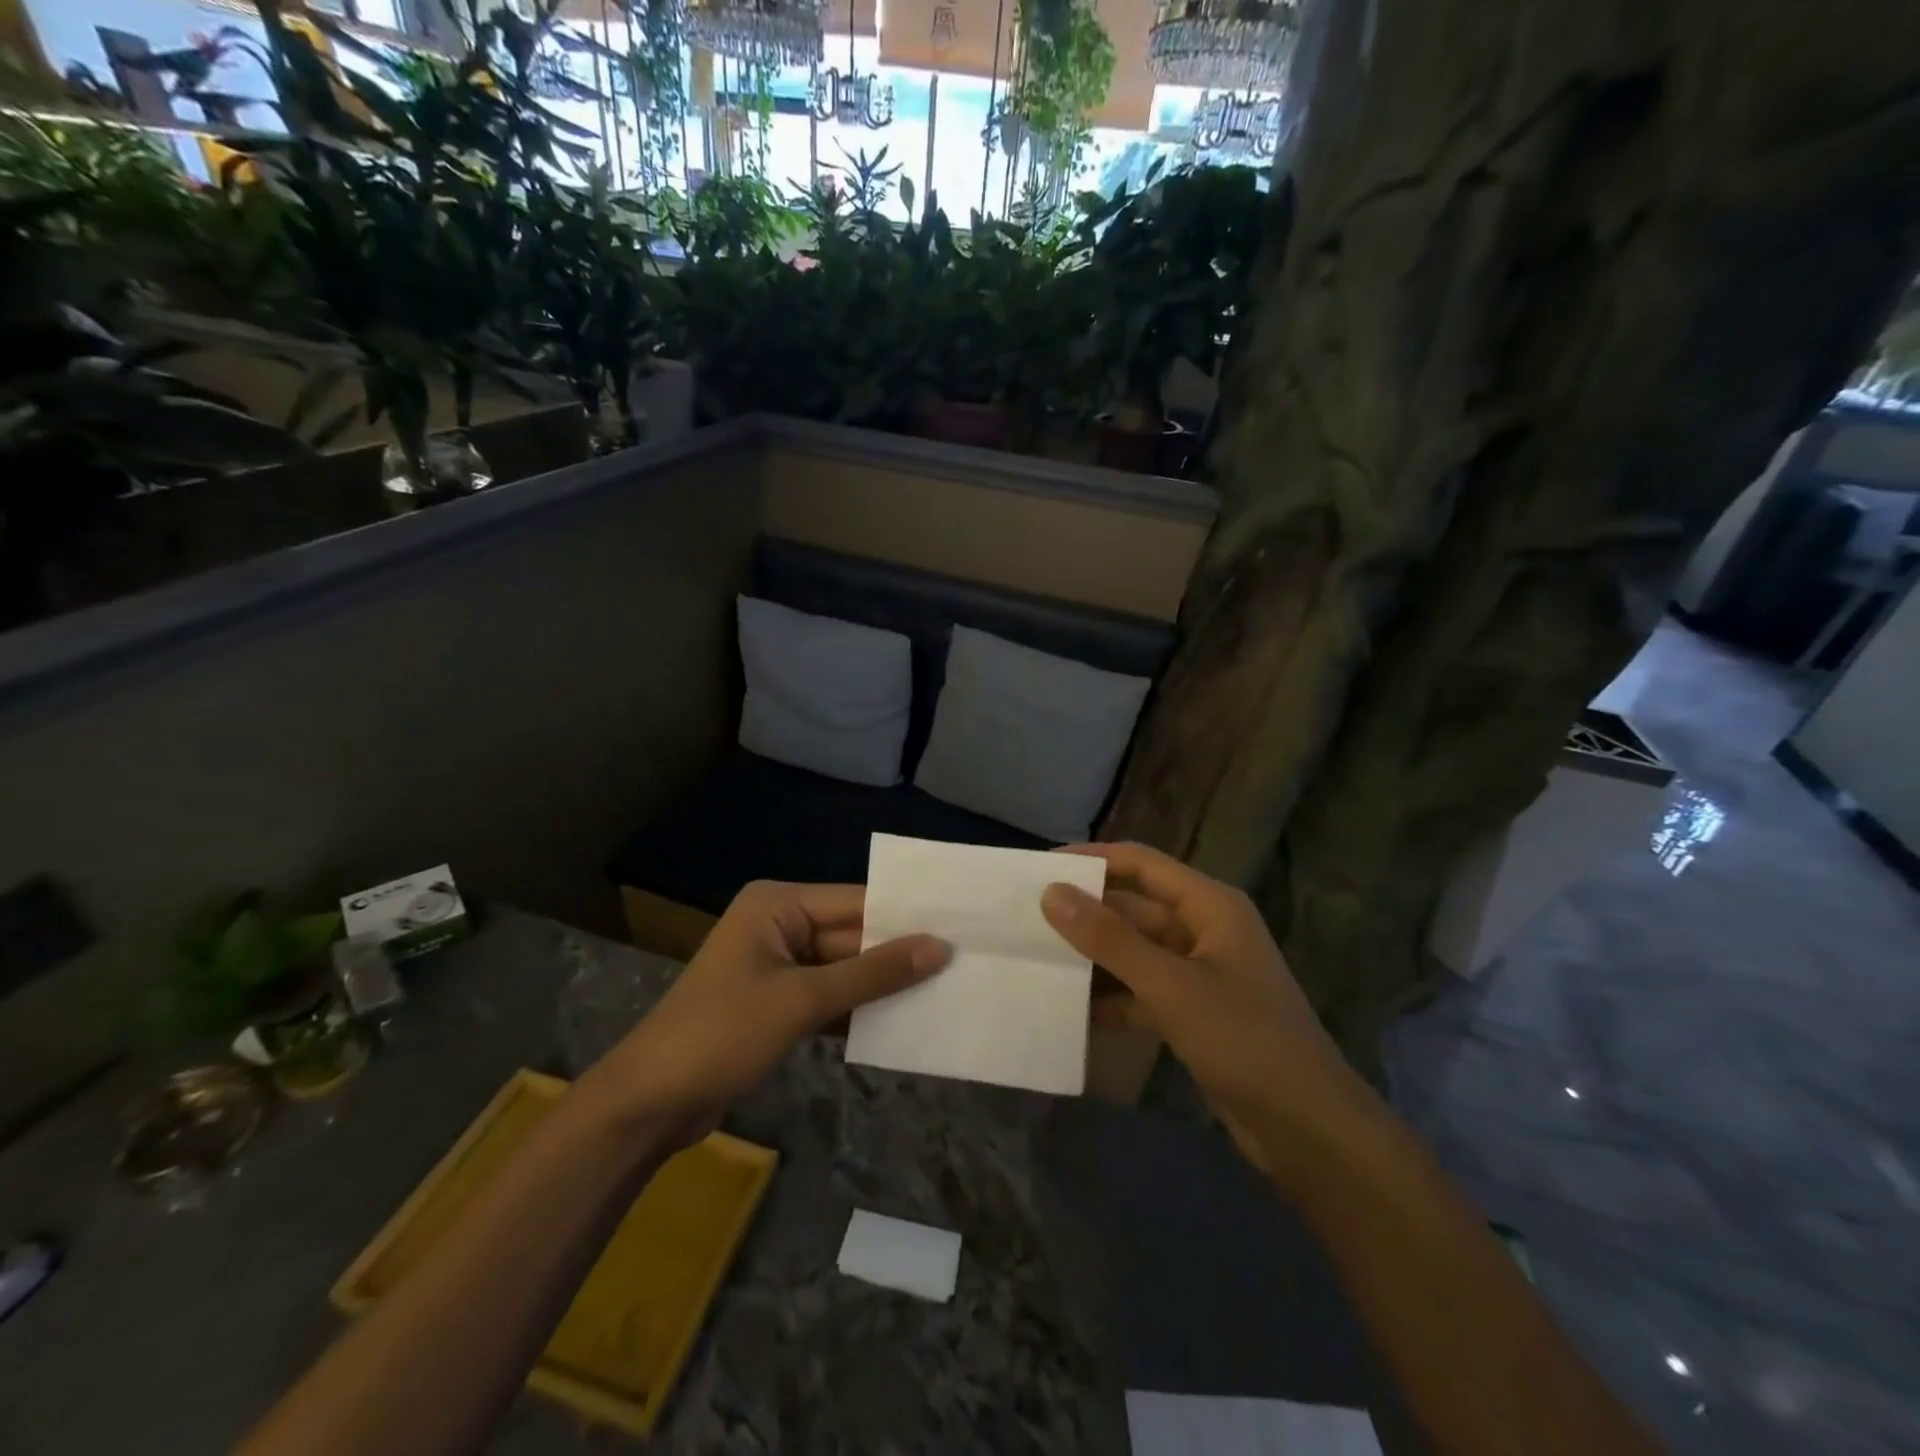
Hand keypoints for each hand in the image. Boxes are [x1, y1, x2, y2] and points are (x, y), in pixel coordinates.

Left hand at [585, 882, 948, 1144]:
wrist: (649, 1104)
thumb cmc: (722, 1034)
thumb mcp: (803, 1000)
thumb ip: (873, 973)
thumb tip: (939, 947)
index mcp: (778, 905)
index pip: (856, 901)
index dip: (906, 916)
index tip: (959, 925)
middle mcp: (779, 925)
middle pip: (852, 935)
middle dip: (898, 954)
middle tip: (962, 961)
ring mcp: (777, 966)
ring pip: (844, 969)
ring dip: (882, 984)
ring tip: (945, 989)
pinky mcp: (777, 1004)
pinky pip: (829, 996)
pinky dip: (858, 1008)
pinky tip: (902, 1020)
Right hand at [1041, 843, 1367, 1175]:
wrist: (1308, 1128)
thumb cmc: (1243, 1038)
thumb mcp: (1170, 984)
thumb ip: (1109, 938)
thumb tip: (1052, 892)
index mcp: (1210, 906)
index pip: (1142, 864)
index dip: (1093, 860)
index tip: (1042, 866)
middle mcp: (1205, 930)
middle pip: (1136, 908)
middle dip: (1087, 912)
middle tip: (1028, 916)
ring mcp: (1201, 974)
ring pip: (1136, 952)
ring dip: (1095, 956)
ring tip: (1038, 957)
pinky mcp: (1195, 1013)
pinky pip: (1143, 991)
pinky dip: (1113, 998)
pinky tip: (1072, 1009)